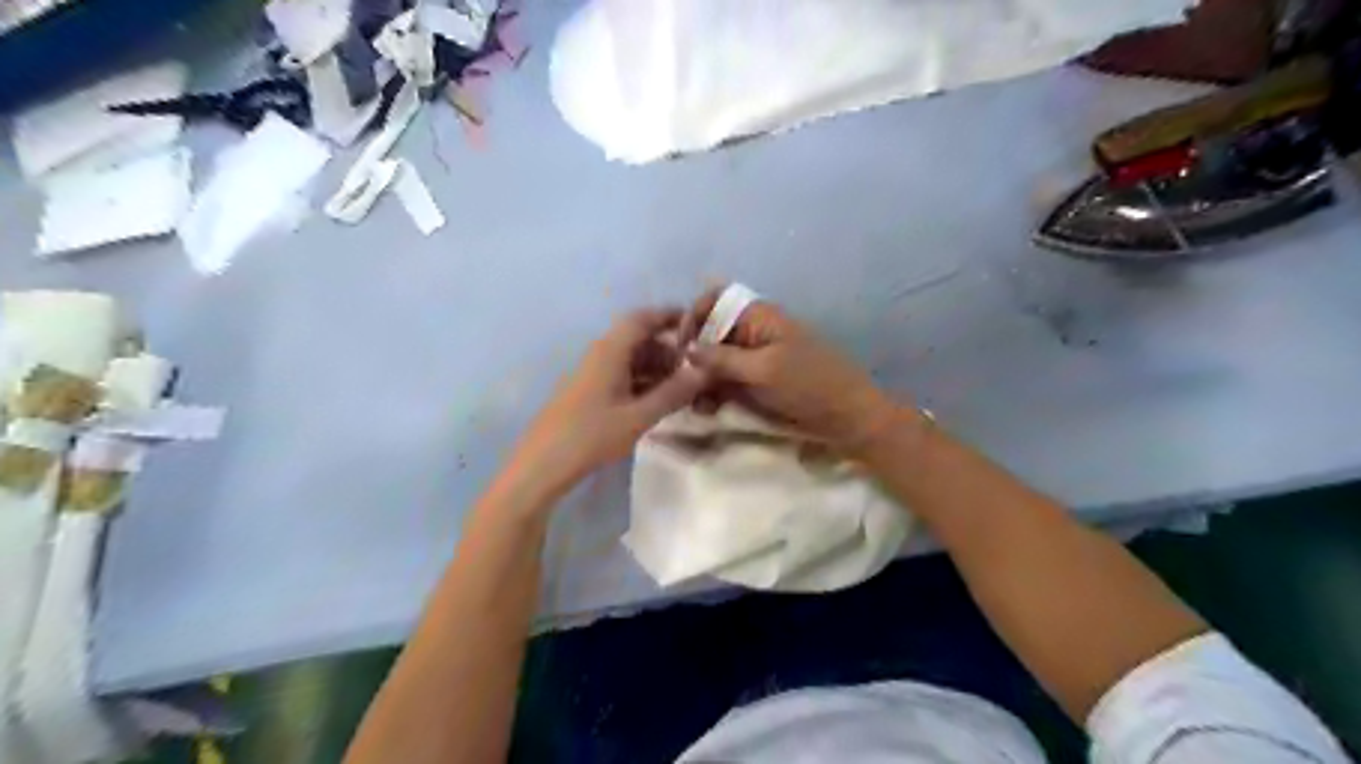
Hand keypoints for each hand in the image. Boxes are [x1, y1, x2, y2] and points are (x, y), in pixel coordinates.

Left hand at [504, 309, 705, 495]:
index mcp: (611, 350)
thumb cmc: (592, 435)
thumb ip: (674, 393)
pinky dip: (643, 382)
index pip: (643, 318)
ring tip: (683, 389)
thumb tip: (705, 371)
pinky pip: (622, 375)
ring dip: (658, 368)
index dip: (671, 316)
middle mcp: (601, 354)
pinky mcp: (589, 391)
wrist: (543, 464)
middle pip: (639, 339)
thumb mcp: (640, 416)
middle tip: (696, 369)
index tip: (699, 326)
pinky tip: (659, 402)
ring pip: (632, 359)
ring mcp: (593, 373)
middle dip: (669, 350)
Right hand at [692, 287, 899, 451]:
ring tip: (696, 404)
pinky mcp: (755, 382)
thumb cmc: (810, 385)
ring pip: (713, 360)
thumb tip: (685, 349)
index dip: (693, 317)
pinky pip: (724, 381)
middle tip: (681, 384)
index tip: (679, 348)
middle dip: (692, 355)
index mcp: (758, 317)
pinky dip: (713, 392)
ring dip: (700, 379)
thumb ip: (722, 359)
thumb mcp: (764, 371)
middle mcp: (751, 332)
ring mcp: (753, 358)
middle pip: (709, 331)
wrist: (848, 417)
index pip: (714, 299)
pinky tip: (707, 410)